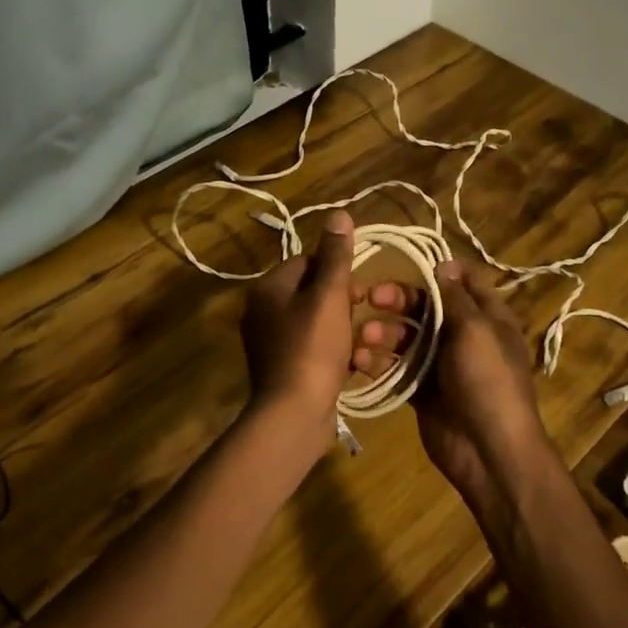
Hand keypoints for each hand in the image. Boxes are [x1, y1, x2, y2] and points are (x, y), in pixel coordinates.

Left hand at [242, 211, 408, 440]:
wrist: (293, 414)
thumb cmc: (312, 347)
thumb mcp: (329, 296)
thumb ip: (336, 256)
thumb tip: (338, 213)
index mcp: (269, 288)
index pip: (308, 262)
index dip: (339, 274)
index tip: (360, 293)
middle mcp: (264, 311)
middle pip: (314, 293)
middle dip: (345, 305)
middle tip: (363, 323)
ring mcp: (272, 343)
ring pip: (319, 323)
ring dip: (346, 332)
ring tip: (363, 347)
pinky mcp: (285, 369)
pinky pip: (316, 349)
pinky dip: (336, 354)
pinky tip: (354, 366)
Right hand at [374, 260, 552, 512]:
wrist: (488, 450)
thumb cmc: (487, 380)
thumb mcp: (476, 329)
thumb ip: (455, 297)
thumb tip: (444, 264)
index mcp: (487, 317)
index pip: (466, 281)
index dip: (440, 269)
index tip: (408, 262)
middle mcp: (464, 336)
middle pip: (428, 306)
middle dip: (399, 300)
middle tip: (371, 296)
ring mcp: (441, 364)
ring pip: (407, 337)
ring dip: (384, 332)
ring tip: (365, 337)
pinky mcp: (422, 389)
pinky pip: (397, 368)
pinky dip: (379, 362)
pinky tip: (360, 361)